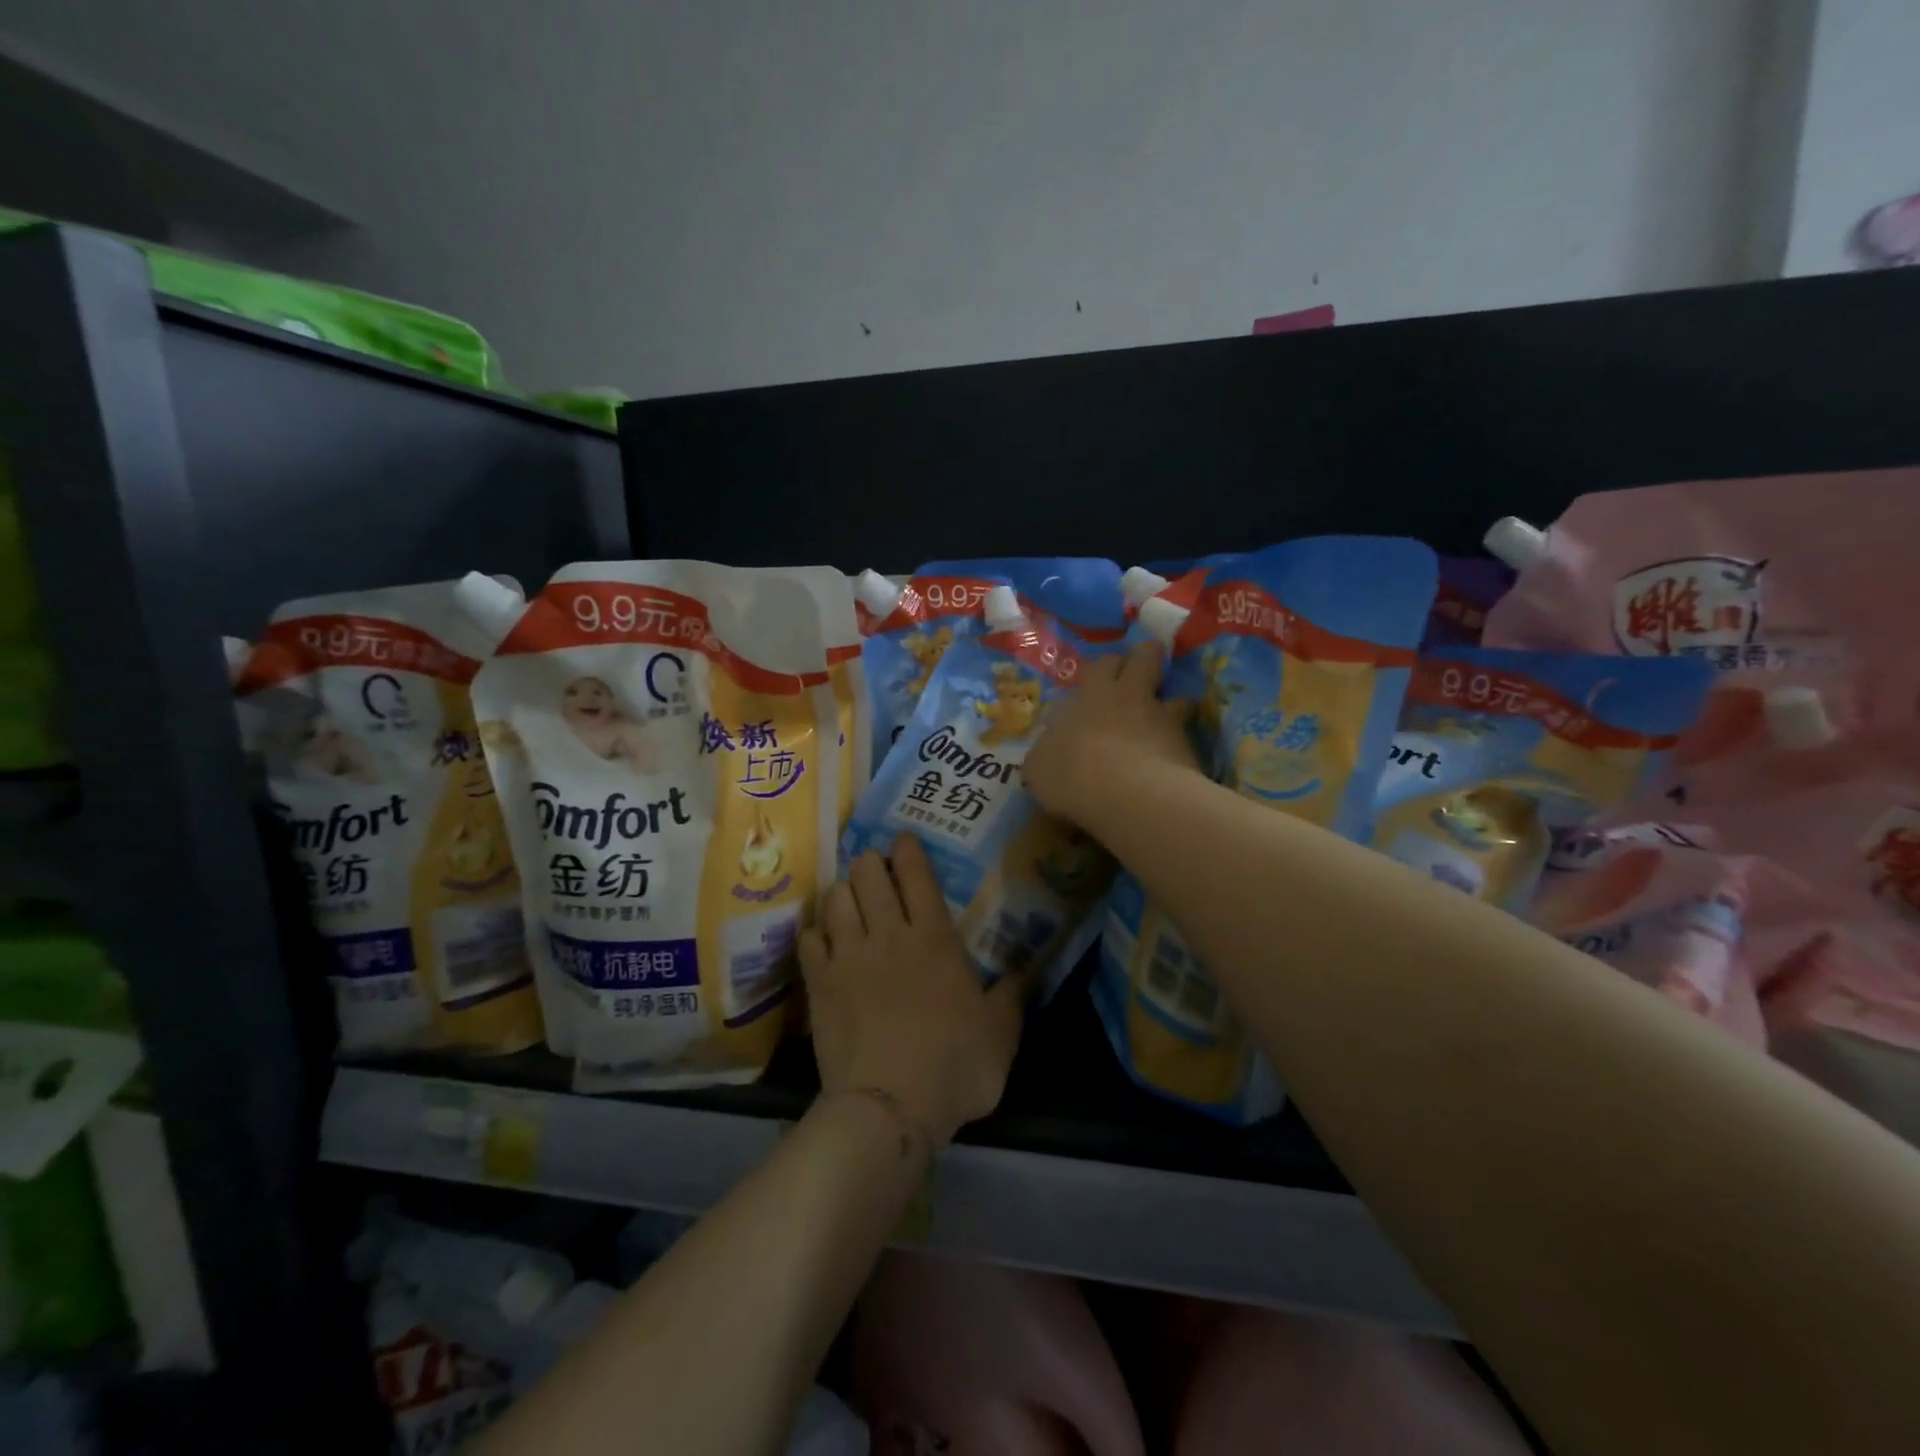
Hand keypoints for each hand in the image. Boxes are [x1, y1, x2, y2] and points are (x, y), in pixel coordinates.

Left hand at [800, 836, 1026, 1148]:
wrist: (888, 1106)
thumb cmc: (954, 1066)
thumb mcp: (1001, 1034)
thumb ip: (1013, 997)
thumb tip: (1028, 972)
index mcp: (934, 937)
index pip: (916, 873)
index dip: (908, 848)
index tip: (903, 840)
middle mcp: (888, 934)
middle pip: (868, 873)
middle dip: (870, 863)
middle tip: (876, 871)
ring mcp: (848, 956)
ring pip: (835, 897)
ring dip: (843, 891)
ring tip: (849, 900)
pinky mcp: (820, 983)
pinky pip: (809, 939)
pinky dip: (816, 933)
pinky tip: (823, 941)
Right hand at [1024, 638, 1198, 824]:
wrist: (1124, 793)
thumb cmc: (1070, 773)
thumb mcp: (1038, 766)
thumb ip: (1046, 751)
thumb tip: (1048, 750)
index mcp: (1091, 694)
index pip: (1103, 663)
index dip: (1107, 667)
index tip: (1105, 678)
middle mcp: (1129, 695)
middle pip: (1145, 655)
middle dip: (1144, 658)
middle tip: (1140, 675)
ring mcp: (1161, 716)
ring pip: (1176, 693)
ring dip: (1172, 702)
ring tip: (1167, 716)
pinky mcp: (1186, 743)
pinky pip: (1188, 732)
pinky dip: (1182, 739)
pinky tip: (1175, 755)